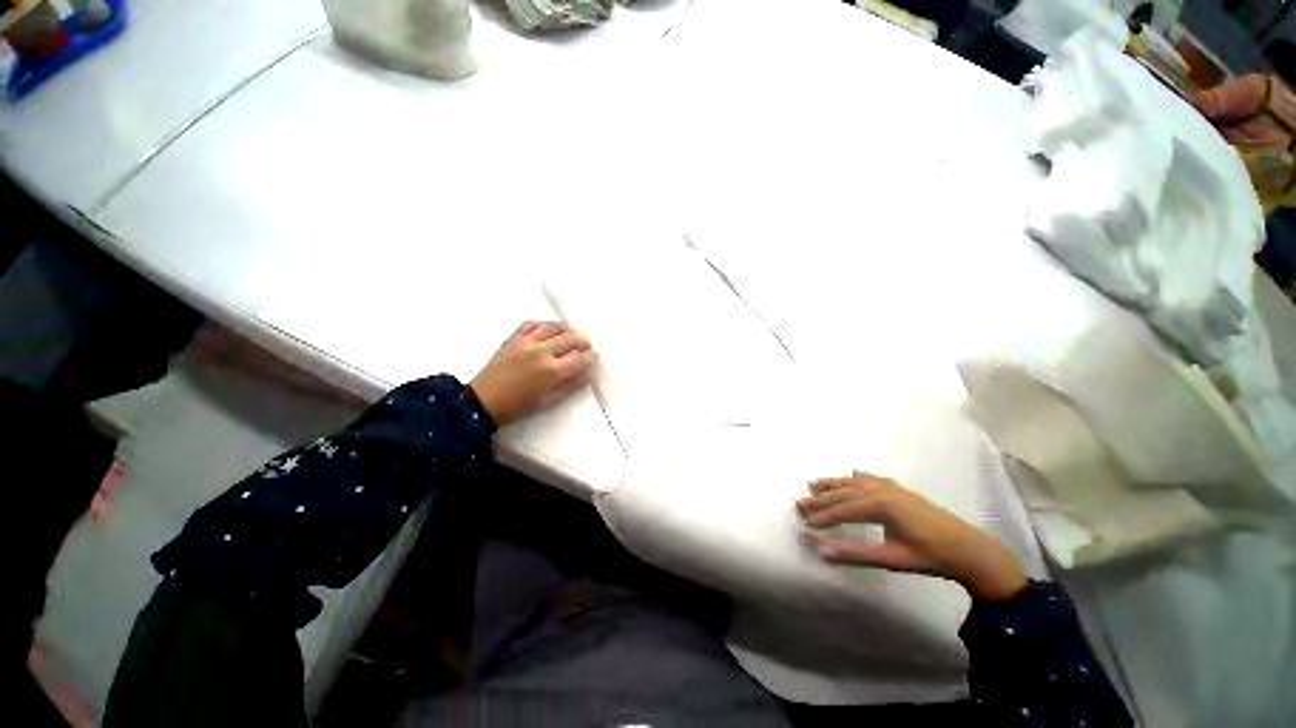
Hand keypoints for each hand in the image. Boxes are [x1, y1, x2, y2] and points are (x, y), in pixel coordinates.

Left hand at [470, 321, 593, 426]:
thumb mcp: (549, 401)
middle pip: (570, 339)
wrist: (483, 401)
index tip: (591, 360)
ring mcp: (526, 342)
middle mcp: (542, 351)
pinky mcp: (513, 338)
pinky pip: (532, 324)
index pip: (579, 358)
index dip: (589, 358)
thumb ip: (569, 385)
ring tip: (569, 336)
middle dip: (582, 343)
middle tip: (586, 347)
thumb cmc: (518, 407)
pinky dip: (543, 325)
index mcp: (552, 371)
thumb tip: (585, 373)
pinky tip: (547, 331)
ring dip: (566, 330)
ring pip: (553, 326)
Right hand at [796, 473, 1026, 601]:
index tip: (805, 524)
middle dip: (821, 499)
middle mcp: (881, 490)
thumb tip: (821, 552)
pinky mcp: (901, 491)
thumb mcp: (891, 558)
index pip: (842, 510)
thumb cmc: (930, 556)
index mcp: (879, 505)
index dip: (822, 517)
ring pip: (855, 483)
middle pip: (843, 493)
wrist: (970, 549)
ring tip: (814, 484)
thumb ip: (855, 554)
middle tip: (800, 504)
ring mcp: (891, 487)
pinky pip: (873, 479)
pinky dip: (859, 477)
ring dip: (834, 484)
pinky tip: (855, 473)